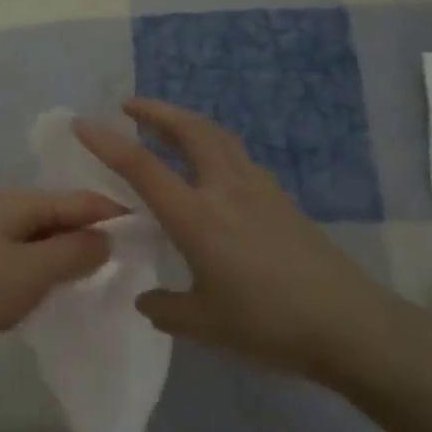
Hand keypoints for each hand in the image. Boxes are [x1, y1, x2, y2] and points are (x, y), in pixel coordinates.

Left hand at [0, 190, 122, 378]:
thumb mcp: (33, 271)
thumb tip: (109, 238)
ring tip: (107, 280)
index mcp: (21, 203)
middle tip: (135, 264)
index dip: (118, 216)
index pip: (82, 201)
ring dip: (73, 259)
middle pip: (64, 218)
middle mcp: (7, 213)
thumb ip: (76, 252)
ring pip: (47, 242)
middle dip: (97, 238)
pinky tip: (63, 293)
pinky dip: (50, 274)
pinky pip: (29, 263)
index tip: (154, 236)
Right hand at [74, 99, 394, 379]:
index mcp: (197, 217)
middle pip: (188, 130)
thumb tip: (146, 299)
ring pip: (217, 136)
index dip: (108, 142)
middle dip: (156, 111)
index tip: (82, 122)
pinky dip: (213, 145)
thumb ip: (166, 308)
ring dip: (186, 122)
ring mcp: (258, 189)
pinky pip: (237, 156)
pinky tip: (211, 167)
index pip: (142, 167)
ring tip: (166, 126)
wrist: (349, 324)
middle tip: (129, 106)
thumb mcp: (205, 324)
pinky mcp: (281, 199)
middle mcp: (226, 189)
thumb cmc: (269, 324)